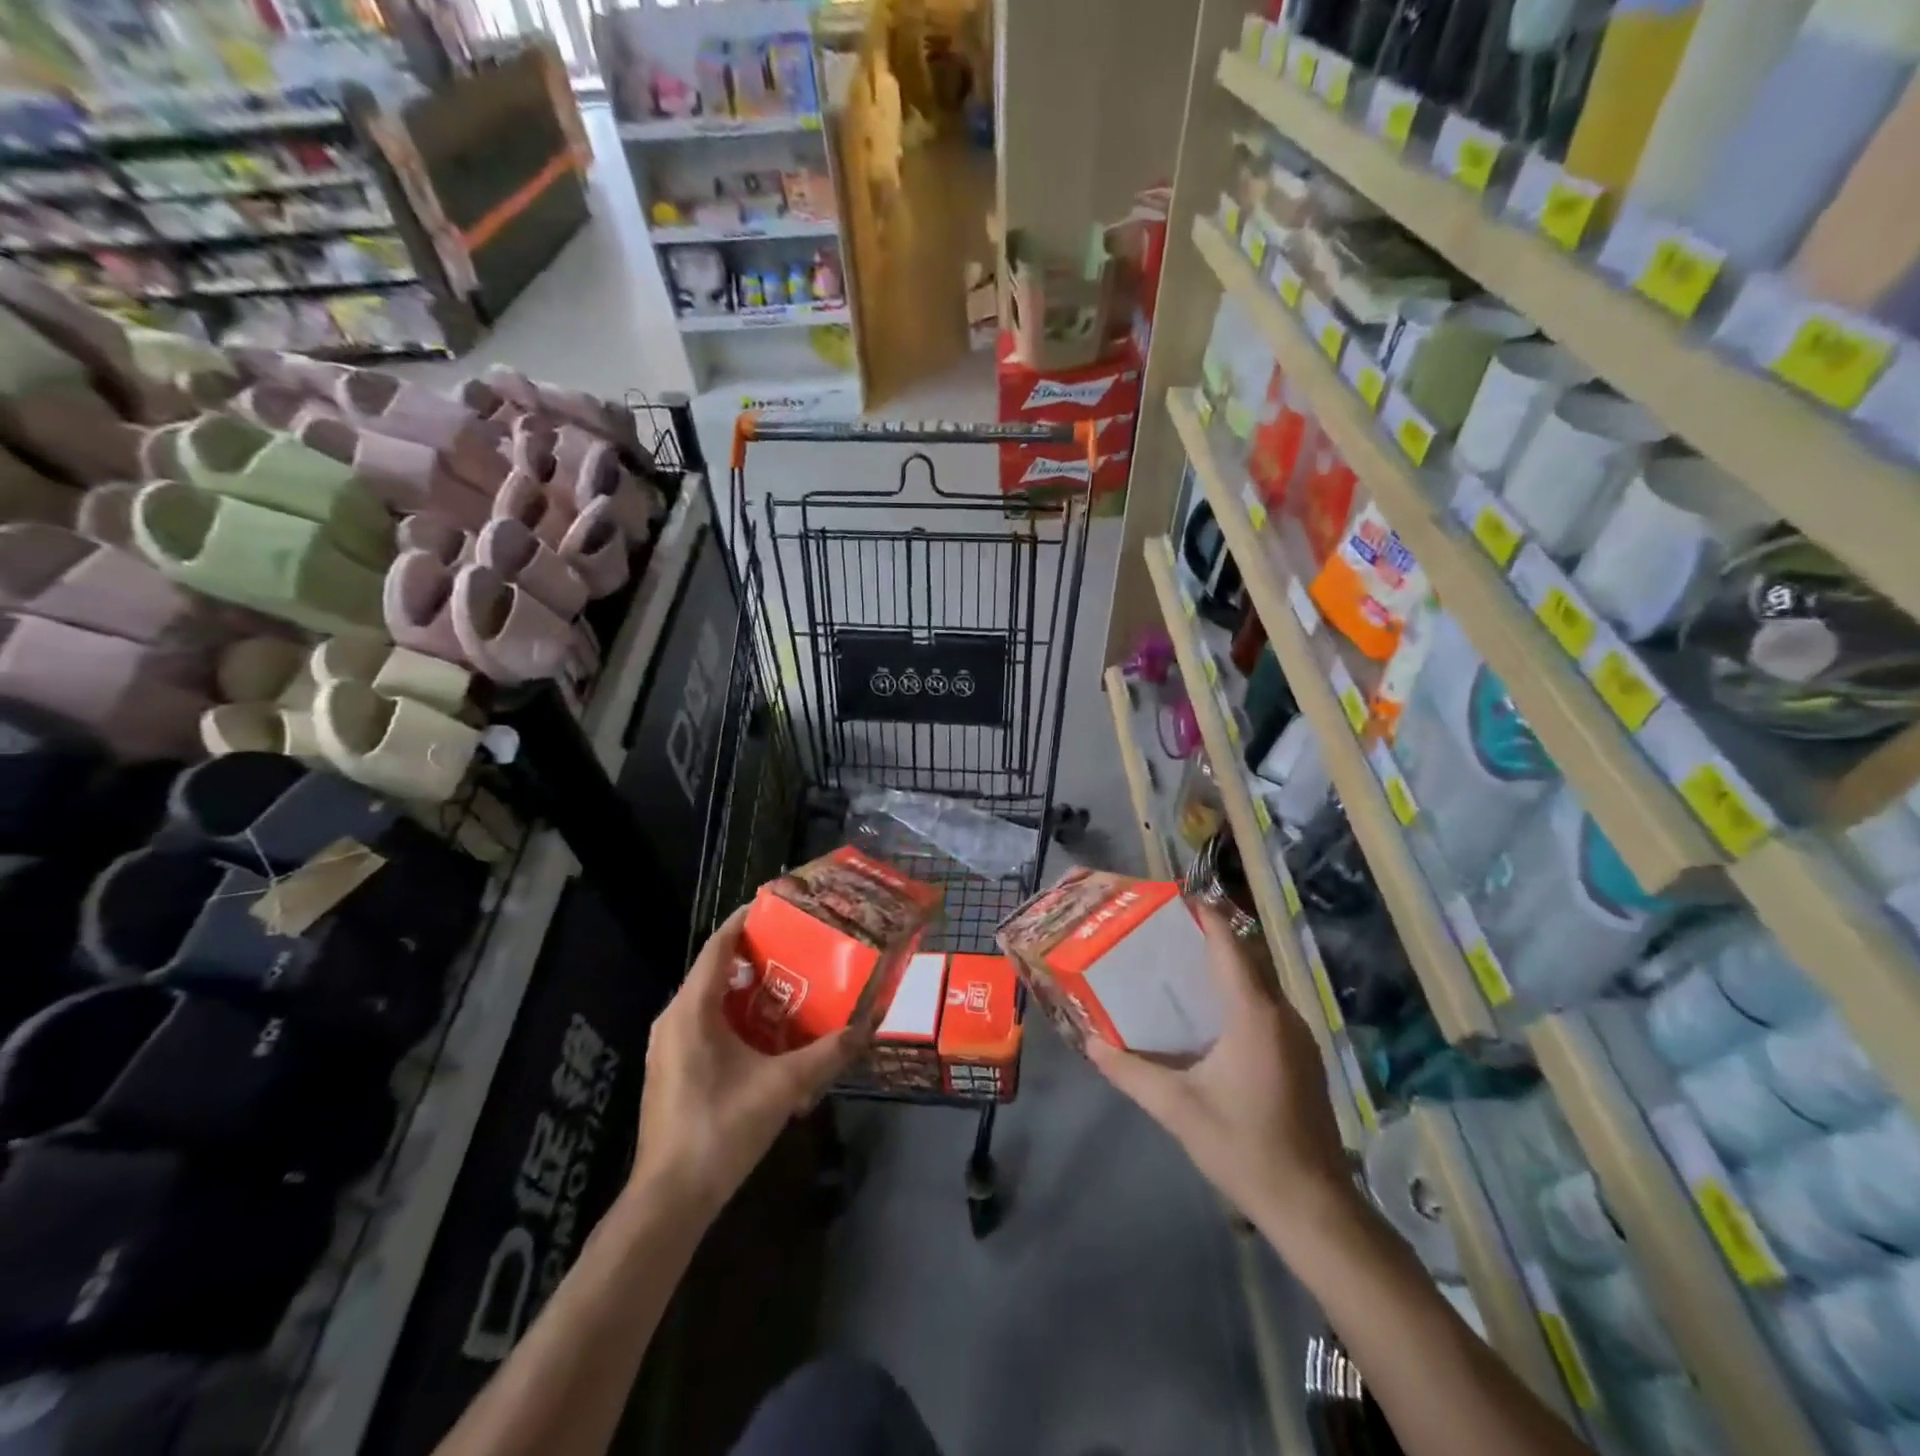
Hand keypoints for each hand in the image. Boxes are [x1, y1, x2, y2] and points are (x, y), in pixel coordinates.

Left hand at [630, 905, 862, 1220]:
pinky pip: (705, 1023)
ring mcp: (669, 1046)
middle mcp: (674, 1019)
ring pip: (710, 999)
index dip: (746, 920)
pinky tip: (769, 1031)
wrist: (670, 1200)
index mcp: (692, 1010)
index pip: (718, 946)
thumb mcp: (782, 1087)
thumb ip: (827, 1054)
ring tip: (792, 982)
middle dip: (756, 954)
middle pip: (716, 969)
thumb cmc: (721, 1129)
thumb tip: (868, 1026)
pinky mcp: (672, 1069)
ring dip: (748, 988)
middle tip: (800, 945)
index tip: (780, 905)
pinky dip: (736, 1015)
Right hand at [1086, 907, 1352, 1230]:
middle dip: (1211, 936)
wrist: (1313, 1207)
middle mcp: (1281, 1015)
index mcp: (1254, 1015)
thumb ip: (1130, 1071)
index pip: (1229, 944)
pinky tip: (1211, 1013)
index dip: (1204, 915)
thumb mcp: (1177, 1109)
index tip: (1173, 898)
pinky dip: (1239, 992)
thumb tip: (1088, 1041)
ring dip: (1227, 965)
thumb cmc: (1244, 1148)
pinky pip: (1267, 1006)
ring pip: (1260, 982)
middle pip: (1247, 957)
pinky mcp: (1302, 1058)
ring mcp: (1298, 1037)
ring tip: (1181, 964)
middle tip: (1166, 931)